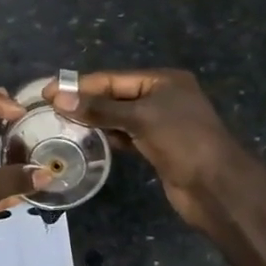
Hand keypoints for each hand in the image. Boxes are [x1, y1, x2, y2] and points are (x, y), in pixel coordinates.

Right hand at [45, 69, 244, 227]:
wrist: (217, 186)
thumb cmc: (182, 141)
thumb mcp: (140, 118)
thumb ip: (100, 109)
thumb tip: (59, 99)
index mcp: (164, 81)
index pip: (114, 78)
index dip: (81, 85)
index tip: (49, 91)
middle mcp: (163, 98)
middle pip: (116, 95)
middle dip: (86, 101)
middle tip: (50, 109)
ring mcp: (161, 124)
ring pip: (119, 117)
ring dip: (94, 120)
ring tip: (62, 124)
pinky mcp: (158, 147)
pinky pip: (126, 136)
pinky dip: (108, 137)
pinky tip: (88, 141)